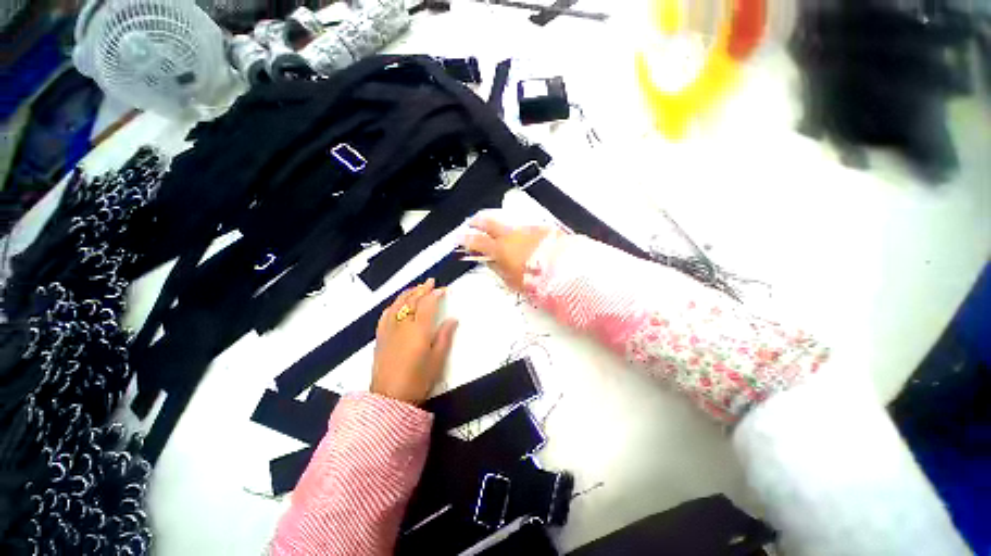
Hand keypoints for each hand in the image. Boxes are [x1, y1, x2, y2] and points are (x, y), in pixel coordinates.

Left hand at [372, 279, 458, 404]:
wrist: (390, 398)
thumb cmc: (418, 380)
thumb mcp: (438, 360)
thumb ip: (445, 336)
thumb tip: (452, 319)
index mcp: (419, 330)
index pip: (427, 304)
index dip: (435, 294)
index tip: (443, 289)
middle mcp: (403, 325)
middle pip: (412, 301)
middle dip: (422, 289)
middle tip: (430, 282)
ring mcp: (389, 330)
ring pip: (398, 304)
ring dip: (408, 293)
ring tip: (416, 287)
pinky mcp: (380, 336)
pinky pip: (386, 314)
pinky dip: (394, 304)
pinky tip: (397, 303)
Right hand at [461, 217, 550, 291]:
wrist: (566, 269)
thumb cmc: (537, 280)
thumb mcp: (513, 281)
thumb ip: (498, 269)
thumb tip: (489, 262)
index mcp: (501, 250)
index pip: (477, 241)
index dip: (465, 239)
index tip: (459, 237)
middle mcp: (511, 235)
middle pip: (489, 222)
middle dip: (477, 221)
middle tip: (472, 223)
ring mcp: (526, 229)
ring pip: (506, 222)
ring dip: (498, 225)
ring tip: (496, 230)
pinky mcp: (540, 227)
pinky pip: (524, 226)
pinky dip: (517, 231)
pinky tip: (521, 238)